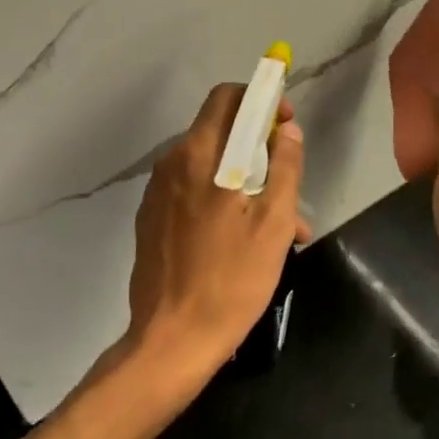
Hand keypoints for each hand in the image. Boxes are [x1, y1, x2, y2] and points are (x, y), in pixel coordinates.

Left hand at [120, 83, 308, 398]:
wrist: (171, 340)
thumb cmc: (231, 280)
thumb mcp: (274, 224)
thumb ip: (285, 168)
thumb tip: (287, 131)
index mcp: (199, 155)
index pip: (227, 98)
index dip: (260, 99)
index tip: (285, 124)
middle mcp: (172, 163)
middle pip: (219, 131)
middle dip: (258, 145)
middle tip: (287, 179)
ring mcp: (156, 192)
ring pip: (209, 166)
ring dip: (245, 179)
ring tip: (279, 225)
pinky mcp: (151, 219)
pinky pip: (192, 192)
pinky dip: (221, 199)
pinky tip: (244, 239)